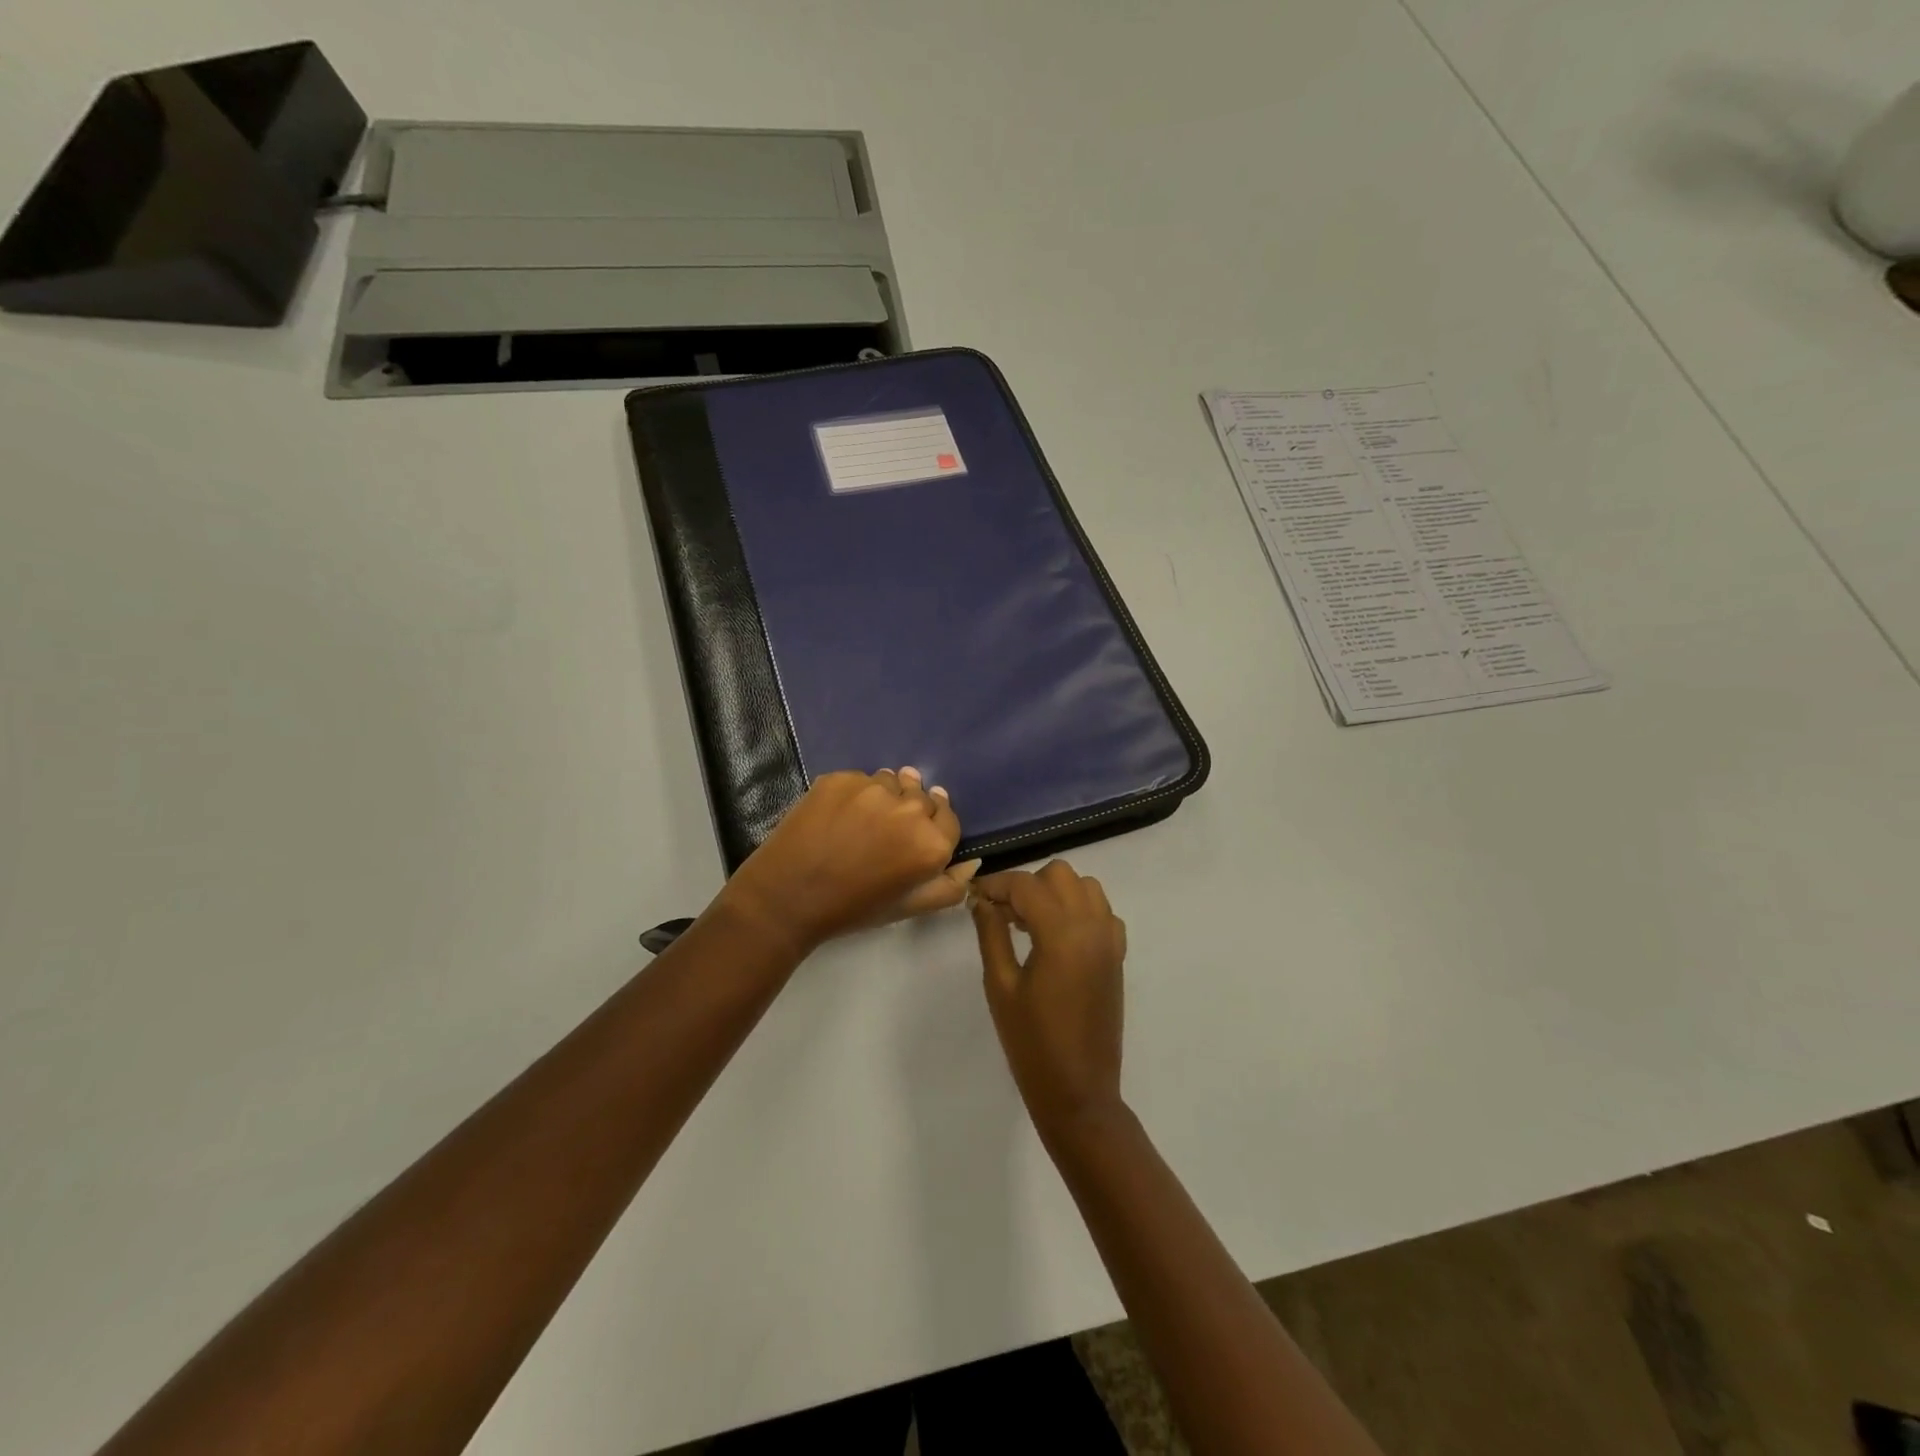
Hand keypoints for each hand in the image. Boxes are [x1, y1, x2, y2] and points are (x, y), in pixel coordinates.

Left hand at [718, 768, 975, 956]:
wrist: (787, 897)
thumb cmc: (854, 908)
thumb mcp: (909, 908)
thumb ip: (949, 886)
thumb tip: (973, 861)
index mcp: (932, 844)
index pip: (949, 818)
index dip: (933, 826)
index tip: (915, 835)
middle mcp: (909, 809)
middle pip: (922, 796)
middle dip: (910, 810)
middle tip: (885, 832)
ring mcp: (873, 789)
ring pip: (891, 782)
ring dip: (885, 796)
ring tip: (862, 821)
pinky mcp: (840, 778)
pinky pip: (860, 779)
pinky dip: (855, 793)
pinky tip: (838, 816)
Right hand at [971, 861, 1126, 1135]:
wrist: (1079, 1091)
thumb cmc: (1032, 1043)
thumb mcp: (1000, 986)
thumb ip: (991, 934)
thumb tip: (981, 900)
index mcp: (1061, 933)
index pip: (1026, 885)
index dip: (996, 885)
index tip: (974, 896)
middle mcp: (1092, 926)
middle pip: (1059, 874)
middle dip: (1027, 885)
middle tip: (1002, 914)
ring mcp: (1110, 940)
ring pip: (1085, 886)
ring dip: (1055, 892)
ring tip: (1029, 923)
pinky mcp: (1118, 955)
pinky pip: (1102, 911)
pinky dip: (1080, 909)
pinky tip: (1058, 937)